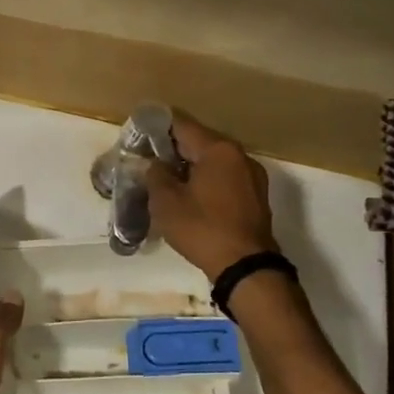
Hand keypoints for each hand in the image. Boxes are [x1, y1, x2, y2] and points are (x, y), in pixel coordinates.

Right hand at [145, 114, 277, 279]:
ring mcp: (252, 176)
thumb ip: (155, 174)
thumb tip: (154, 163)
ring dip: (190, 168)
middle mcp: (239, 155)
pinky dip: (207, 182)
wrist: (246, 267)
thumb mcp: (166, 202)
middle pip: (199, 142)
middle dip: (172, 151)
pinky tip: (191, 199)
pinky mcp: (256, 197)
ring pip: (213, 162)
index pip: (181, 126)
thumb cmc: (202, 228)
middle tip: (147, 163)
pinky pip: (225, 179)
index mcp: (218, 149)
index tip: (137, 138)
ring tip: (167, 183)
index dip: (155, 129)